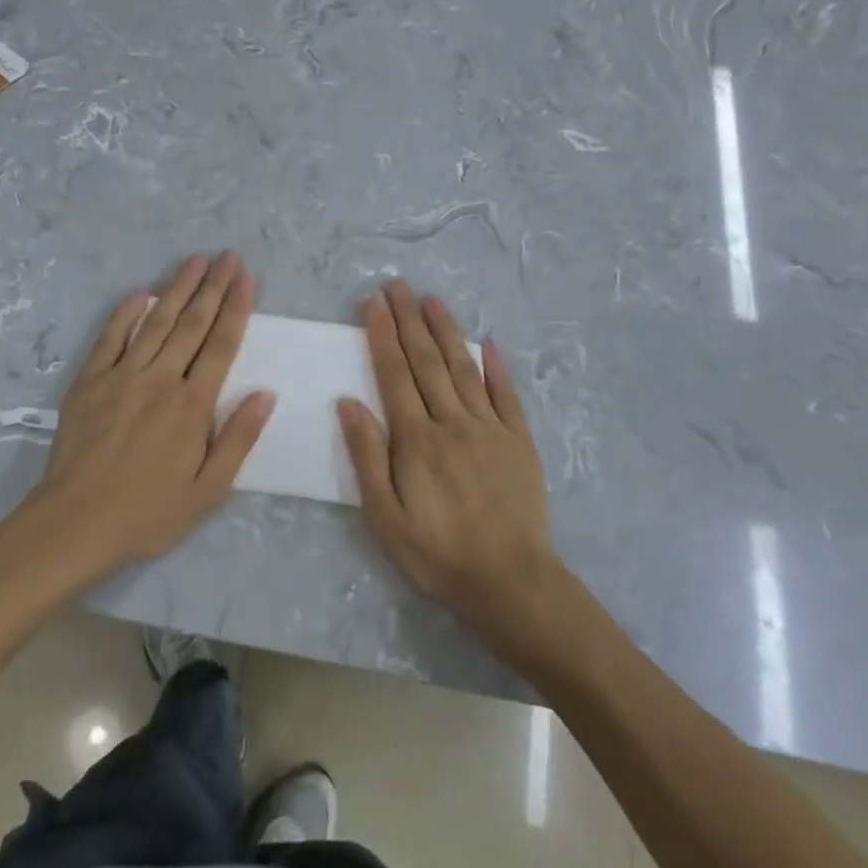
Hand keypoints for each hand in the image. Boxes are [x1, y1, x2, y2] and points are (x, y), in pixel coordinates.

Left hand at [26, 252, 275, 571]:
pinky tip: (140, 292)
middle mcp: (160, 380)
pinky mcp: (90, 382)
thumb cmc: (148, 513)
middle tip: (227, 256)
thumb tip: (265, 393)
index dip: (236, 307)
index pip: (221, 344)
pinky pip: (110, 338)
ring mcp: (122, 376)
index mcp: (192, 405)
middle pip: (192, 324)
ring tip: (195, 261)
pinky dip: (125, 313)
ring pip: (156, 322)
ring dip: (177, 289)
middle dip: (213, 286)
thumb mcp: (208, 491)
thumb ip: (238, 439)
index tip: (246, 276)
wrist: (75, 523)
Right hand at [338, 280, 560, 638]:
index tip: (374, 303)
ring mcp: (490, 428)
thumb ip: (367, 457)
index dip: (383, 336)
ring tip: (432, 300)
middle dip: (409, 320)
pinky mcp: (519, 440)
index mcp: (416, 440)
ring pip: (463, 368)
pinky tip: (488, 342)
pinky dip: (496, 366)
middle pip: (427, 362)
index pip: (395, 375)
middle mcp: (452, 423)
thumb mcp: (385, 518)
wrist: (510, 583)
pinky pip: (506, 395)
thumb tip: (348, 402)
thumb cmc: (437, 554)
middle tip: (397, 285)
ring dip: (446, 331)